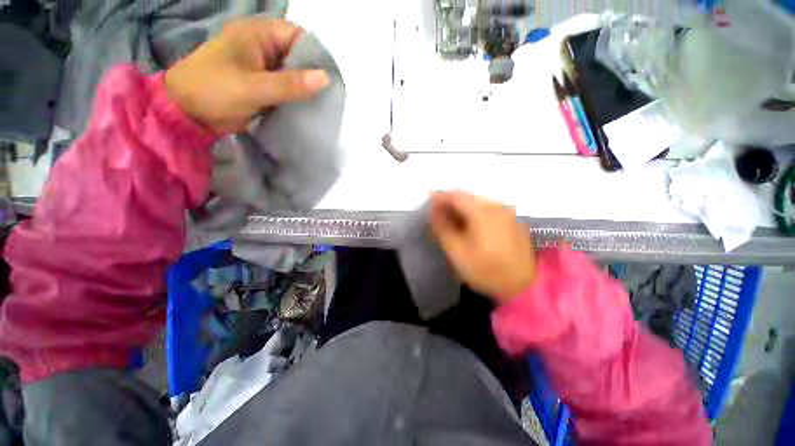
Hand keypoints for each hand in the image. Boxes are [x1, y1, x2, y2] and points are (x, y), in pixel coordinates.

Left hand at [165, 18, 330, 133]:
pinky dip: (296, 97)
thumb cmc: (215, 90)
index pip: (297, 36)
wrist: (188, 113)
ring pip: (293, 74)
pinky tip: (307, 108)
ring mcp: (263, 67)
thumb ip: (290, 83)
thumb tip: (326, 79)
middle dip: (313, 74)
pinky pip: (286, 87)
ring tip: (322, 104)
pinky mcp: (263, 85)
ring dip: (305, 88)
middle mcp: (263, 47)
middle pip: (297, 56)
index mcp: (258, 34)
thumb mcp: (254, 86)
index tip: (330, 78)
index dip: (315, 55)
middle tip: (329, 95)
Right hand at [430, 191, 534, 302]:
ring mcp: (507, 212)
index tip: (429, 207)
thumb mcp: (457, 252)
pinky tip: (471, 228)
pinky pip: (488, 210)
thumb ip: (442, 228)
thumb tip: (433, 211)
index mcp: (482, 212)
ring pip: (477, 203)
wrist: (523, 286)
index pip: (455, 195)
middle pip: (467, 197)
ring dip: (462, 210)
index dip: (439, 198)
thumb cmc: (486, 270)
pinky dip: (474, 215)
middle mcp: (496, 206)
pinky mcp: (512, 220)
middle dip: (450, 204)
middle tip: (439, 217)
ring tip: (453, 224)